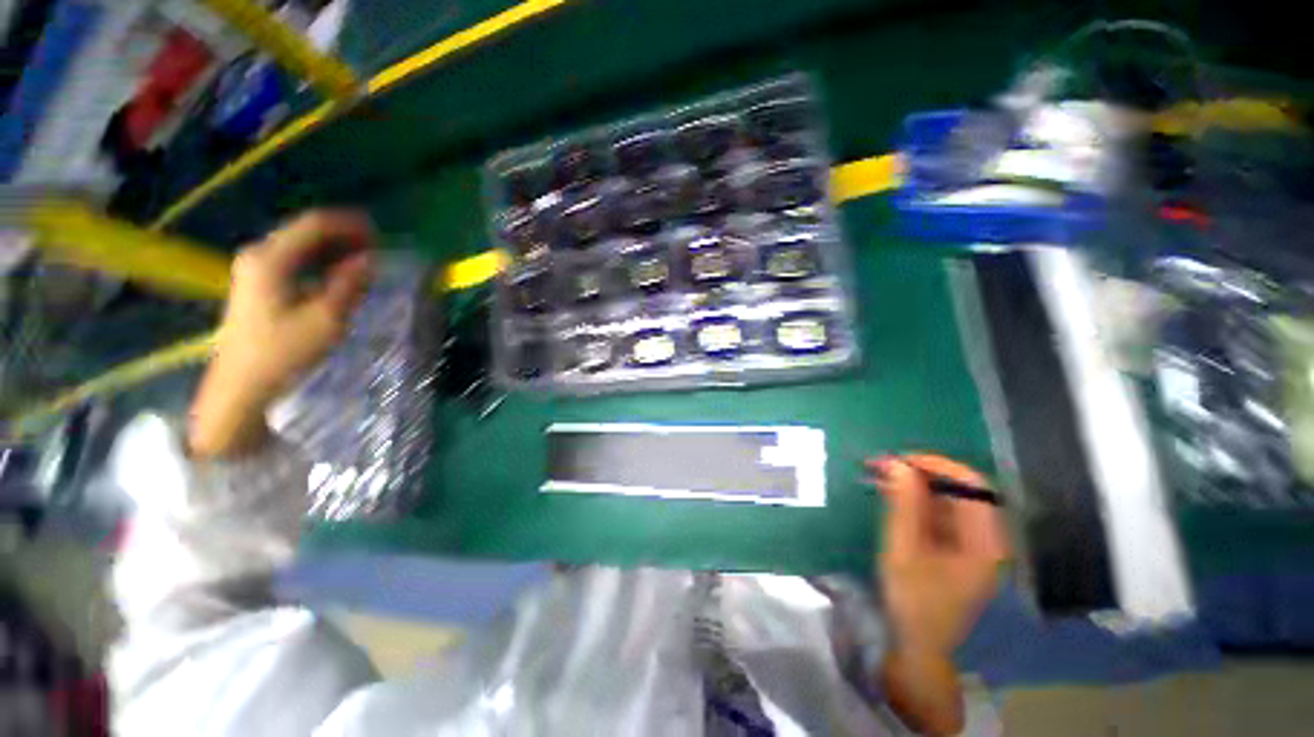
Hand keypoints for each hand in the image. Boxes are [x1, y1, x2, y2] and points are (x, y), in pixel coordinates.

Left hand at [189, 210, 375, 458]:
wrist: (241, 386)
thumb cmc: (284, 352)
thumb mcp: (326, 319)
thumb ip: (349, 284)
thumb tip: (370, 259)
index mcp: (271, 259)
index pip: (314, 225)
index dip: (349, 225)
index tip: (381, 233)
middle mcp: (258, 255)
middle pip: (305, 232)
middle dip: (343, 236)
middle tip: (378, 248)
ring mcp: (254, 270)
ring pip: (300, 246)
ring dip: (333, 249)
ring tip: (365, 260)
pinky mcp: (256, 285)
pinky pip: (294, 261)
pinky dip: (320, 262)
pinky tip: (339, 274)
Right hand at [867, 454, 1007, 734]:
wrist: (917, 646)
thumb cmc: (914, 601)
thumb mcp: (904, 550)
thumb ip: (904, 505)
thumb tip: (898, 464)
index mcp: (985, 542)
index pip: (973, 486)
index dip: (938, 466)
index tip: (900, 459)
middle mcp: (985, 539)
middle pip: (959, 491)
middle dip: (920, 473)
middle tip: (882, 466)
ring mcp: (970, 545)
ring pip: (945, 500)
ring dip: (913, 486)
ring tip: (879, 477)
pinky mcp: (954, 549)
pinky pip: (937, 514)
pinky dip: (913, 501)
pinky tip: (889, 495)